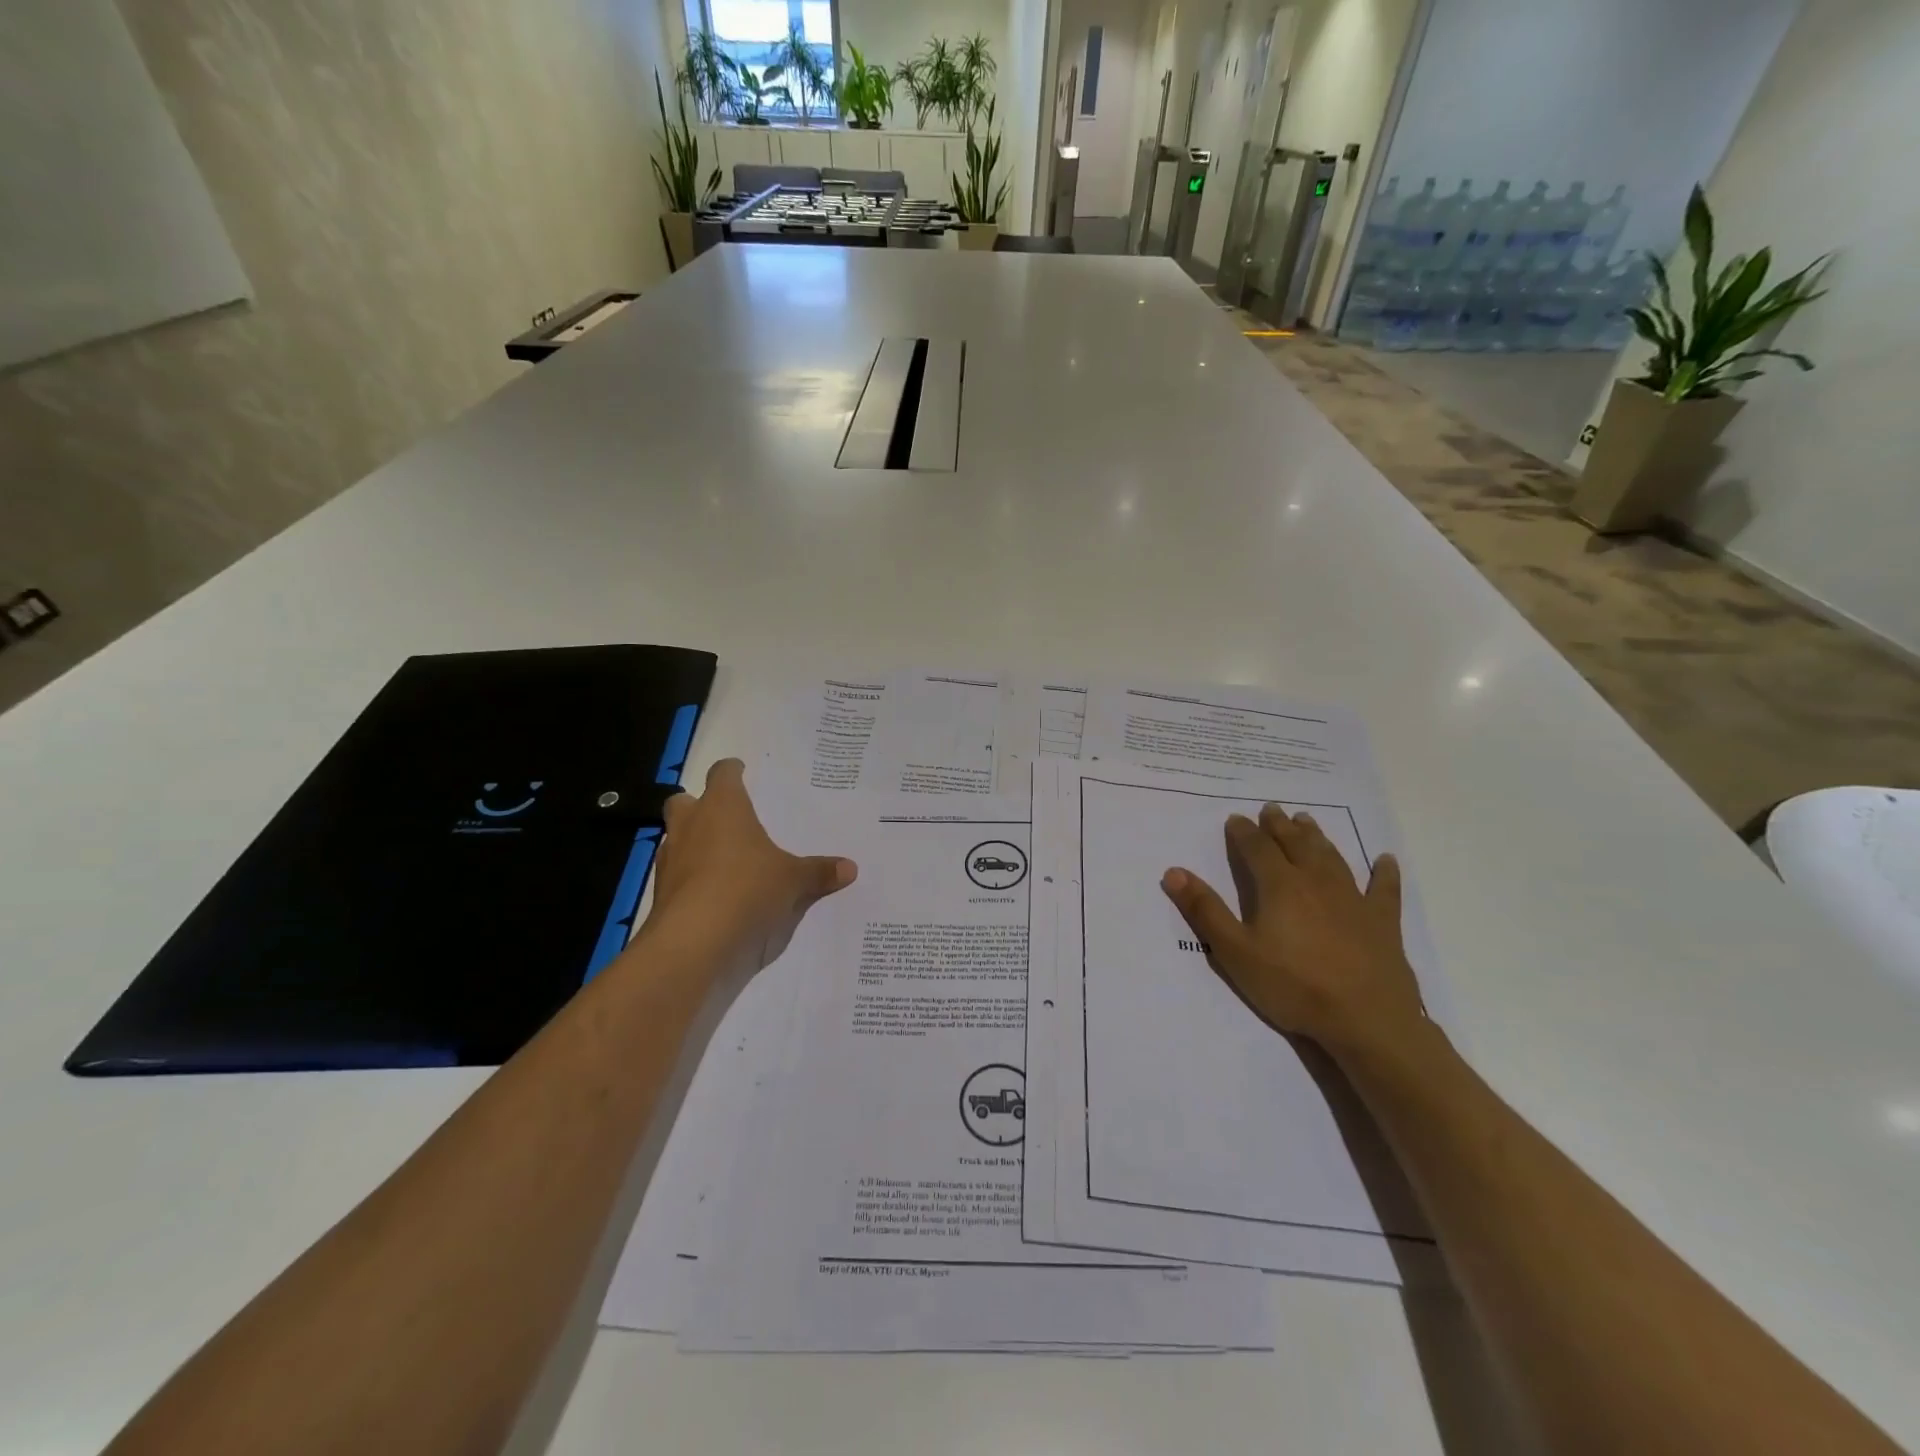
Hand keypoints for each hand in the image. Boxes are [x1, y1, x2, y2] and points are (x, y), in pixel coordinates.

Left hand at [642, 759, 855, 981]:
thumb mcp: (793, 881)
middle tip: (726, 819)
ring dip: (693, 843)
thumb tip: (851, 868)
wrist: (694, 942)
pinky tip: (713, 894)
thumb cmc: (747, 889)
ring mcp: (670, 858)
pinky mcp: (661, 892)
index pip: (722, 773)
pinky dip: (691, 879)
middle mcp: (691, 824)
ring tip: (722, 860)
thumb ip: (818, 872)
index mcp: (723, 806)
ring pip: (676, 838)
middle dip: (700, 806)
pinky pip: (676, 874)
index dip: (732, 771)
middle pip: (684, 800)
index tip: (742, 772)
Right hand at [1161, 806, 1424, 1058]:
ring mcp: (1353, 899)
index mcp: (1279, 886)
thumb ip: (1204, 910)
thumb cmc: (1293, 986)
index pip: (1257, 848)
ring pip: (1332, 857)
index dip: (1244, 832)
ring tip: (1307, 821)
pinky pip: (1383, 889)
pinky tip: (1385, 860)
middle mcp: (1316, 882)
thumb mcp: (1235, 952)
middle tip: (1271, 809)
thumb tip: (1173, 872)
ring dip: (1317, 837)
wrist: (1366, 1020)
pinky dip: (1384, 872)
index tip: (1235, 818)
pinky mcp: (1382, 921)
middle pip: (1295, 844)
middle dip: (1279, 825)